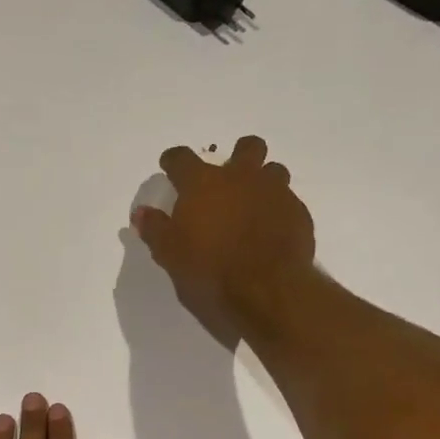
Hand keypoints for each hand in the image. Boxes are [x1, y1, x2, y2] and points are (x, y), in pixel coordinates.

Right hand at [131, 135, 316, 343]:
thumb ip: (155, 229)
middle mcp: (241, 178)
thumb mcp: (170, 254)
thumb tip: (141, 213)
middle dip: (237, 156)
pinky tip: (269, 230)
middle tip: (227, 179)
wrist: (266, 291)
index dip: (173, 161)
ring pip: (273, 171)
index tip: (169, 167)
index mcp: (203, 184)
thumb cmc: (209, 271)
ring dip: (262, 181)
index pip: (182, 158)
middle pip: (246, 147)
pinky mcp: (298, 214)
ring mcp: (275, 193)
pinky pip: (287, 201)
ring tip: (252, 205)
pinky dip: (276, 210)